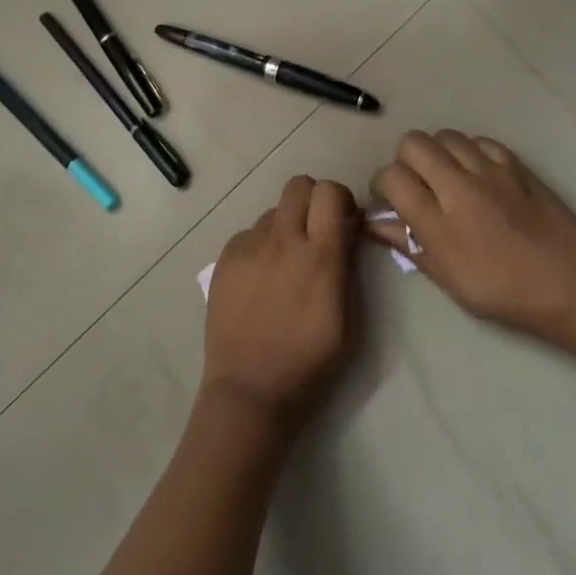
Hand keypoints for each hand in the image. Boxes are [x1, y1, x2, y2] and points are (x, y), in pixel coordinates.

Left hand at [202, 176, 357, 427]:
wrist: (249, 389)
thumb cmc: (309, 363)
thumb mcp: (349, 321)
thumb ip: (347, 264)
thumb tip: (347, 228)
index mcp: (318, 256)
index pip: (329, 192)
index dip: (340, 198)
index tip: (344, 220)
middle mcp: (282, 240)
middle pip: (298, 185)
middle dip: (313, 200)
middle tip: (316, 230)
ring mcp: (249, 246)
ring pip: (274, 211)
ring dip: (286, 226)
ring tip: (285, 264)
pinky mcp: (226, 257)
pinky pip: (250, 234)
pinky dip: (261, 246)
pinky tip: (260, 280)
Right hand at [369, 131, 575, 345]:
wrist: (575, 286)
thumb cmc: (507, 293)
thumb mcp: (450, 280)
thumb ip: (409, 245)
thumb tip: (373, 222)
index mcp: (440, 222)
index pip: (391, 177)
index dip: (382, 186)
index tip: (391, 201)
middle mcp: (460, 186)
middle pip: (412, 143)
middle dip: (405, 161)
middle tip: (417, 186)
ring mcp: (490, 170)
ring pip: (444, 135)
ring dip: (436, 153)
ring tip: (446, 178)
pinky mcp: (516, 164)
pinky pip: (478, 141)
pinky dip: (469, 152)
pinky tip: (476, 175)